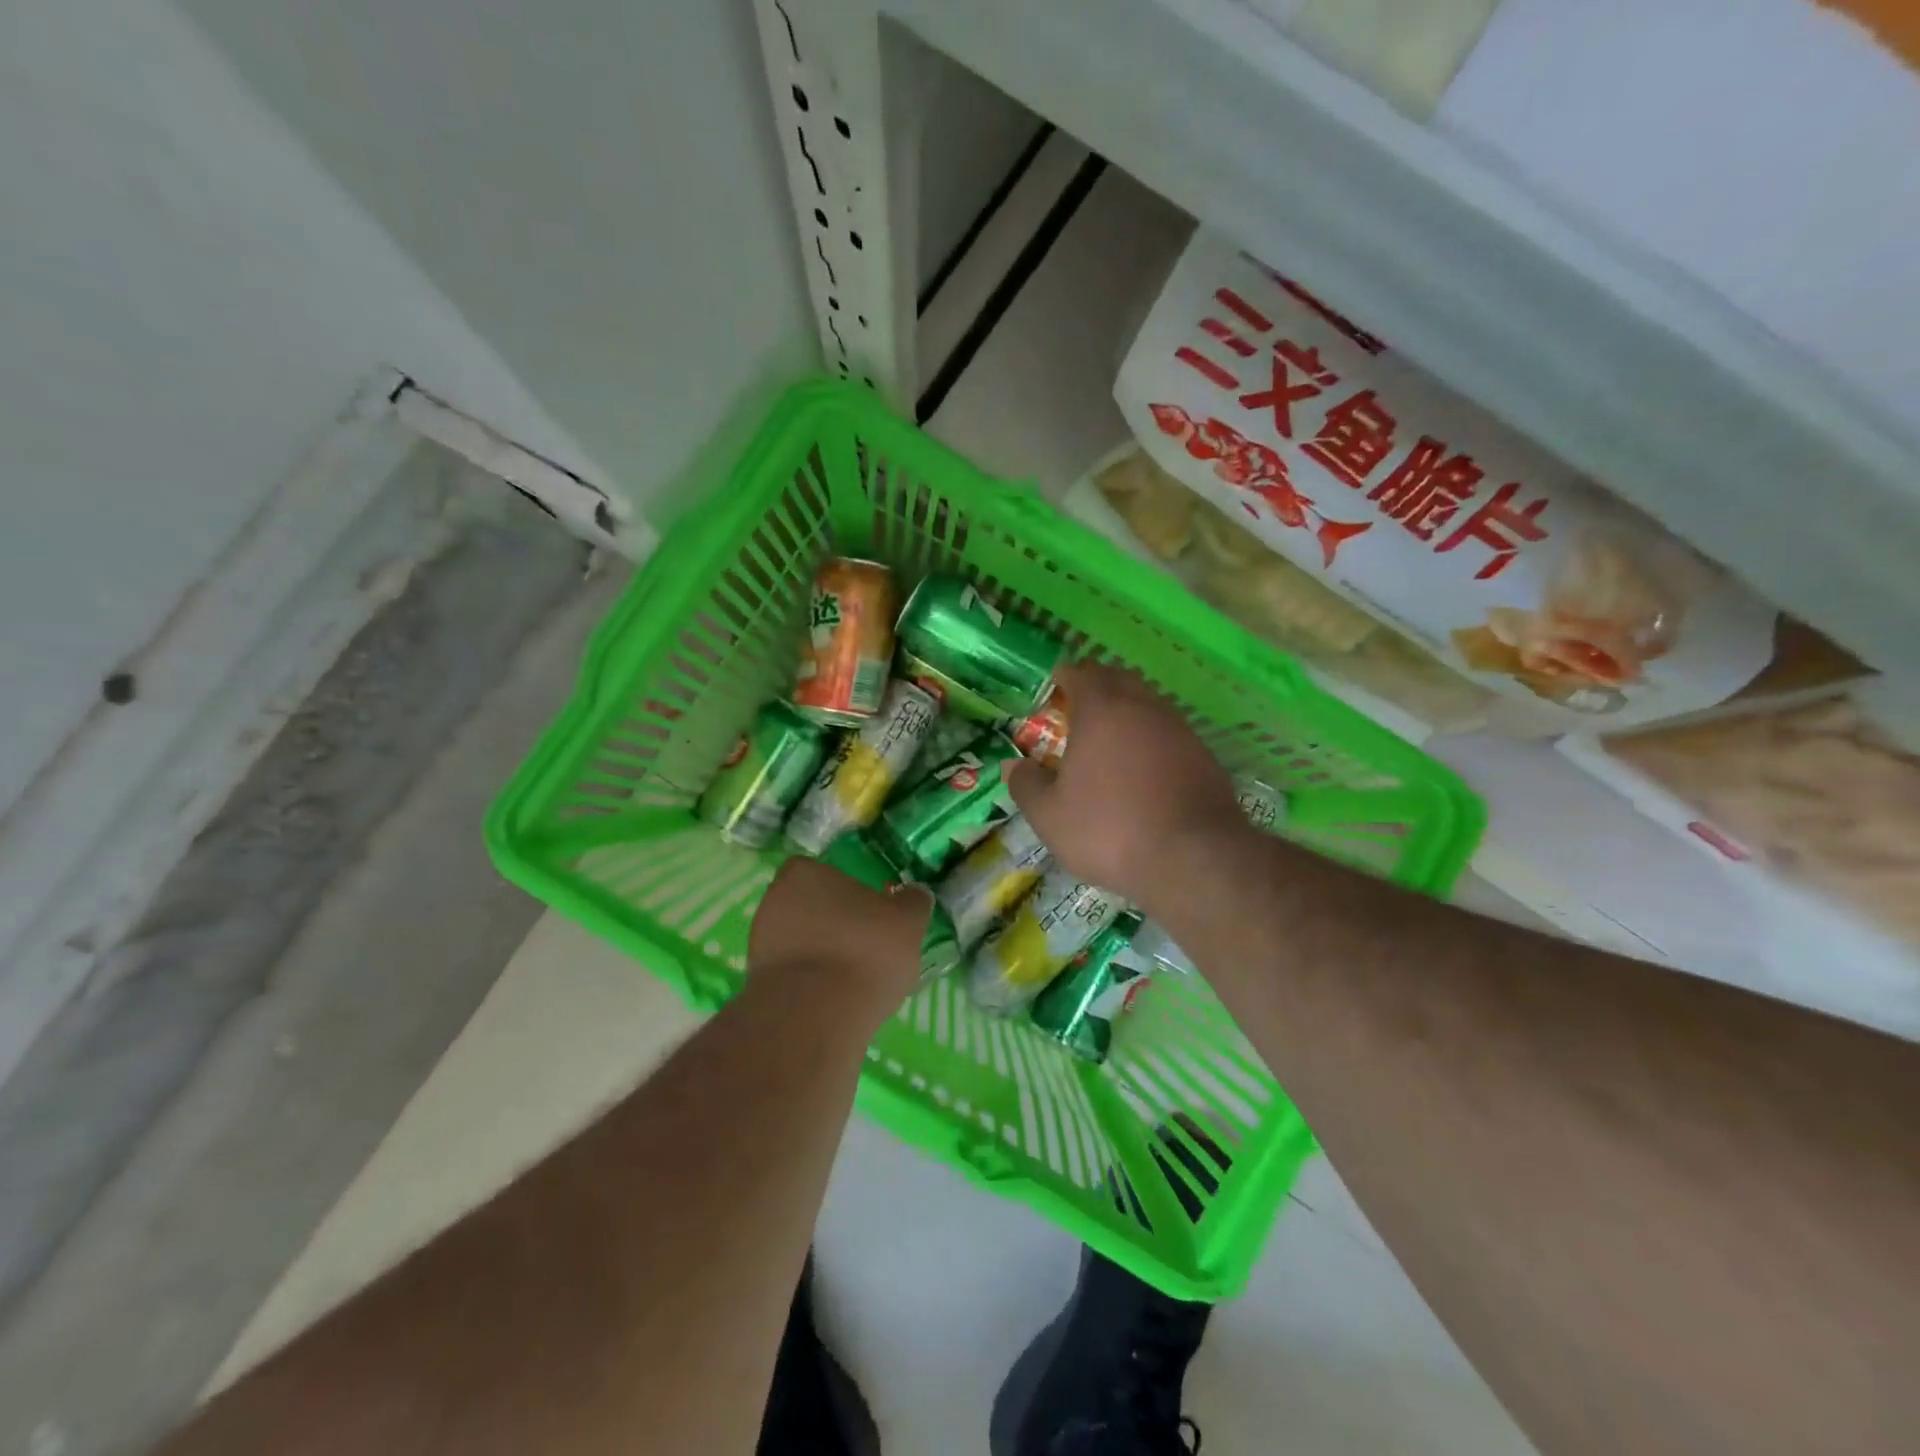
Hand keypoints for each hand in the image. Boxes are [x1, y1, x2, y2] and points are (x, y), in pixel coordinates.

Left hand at [748, 857, 932, 1018]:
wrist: (816, 1016)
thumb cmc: (864, 950)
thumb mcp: (908, 920)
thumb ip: (912, 901)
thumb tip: (914, 893)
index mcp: (803, 873)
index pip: (826, 872)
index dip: (850, 891)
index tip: (872, 912)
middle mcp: (774, 900)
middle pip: (812, 906)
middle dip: (835, 923)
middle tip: (867, 944)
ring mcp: (761, 943)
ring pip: (801, 941)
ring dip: (823, 953)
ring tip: (855, 977)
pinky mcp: (758, 983)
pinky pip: (794, 974)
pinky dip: (812, 982)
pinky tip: (837, 998)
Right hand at [1003, 662, 1246, 912]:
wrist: (1194, 858)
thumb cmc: (1110, 829)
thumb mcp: (1050, 816)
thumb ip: (1026, 785)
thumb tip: (1014, 764)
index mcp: (1101, 710)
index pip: (1082, 673)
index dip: (1065, 677)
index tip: (1055, 685)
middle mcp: (1143, 707)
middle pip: (1118, 680)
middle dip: (1097, 687)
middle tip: (1078, 707)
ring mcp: (1179, 729)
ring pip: (1147, 705)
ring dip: (1127, 713)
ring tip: (1109, 740)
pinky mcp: (1204, 756)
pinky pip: (1169, 734)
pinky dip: (1151, 741)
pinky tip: (1144, 771)